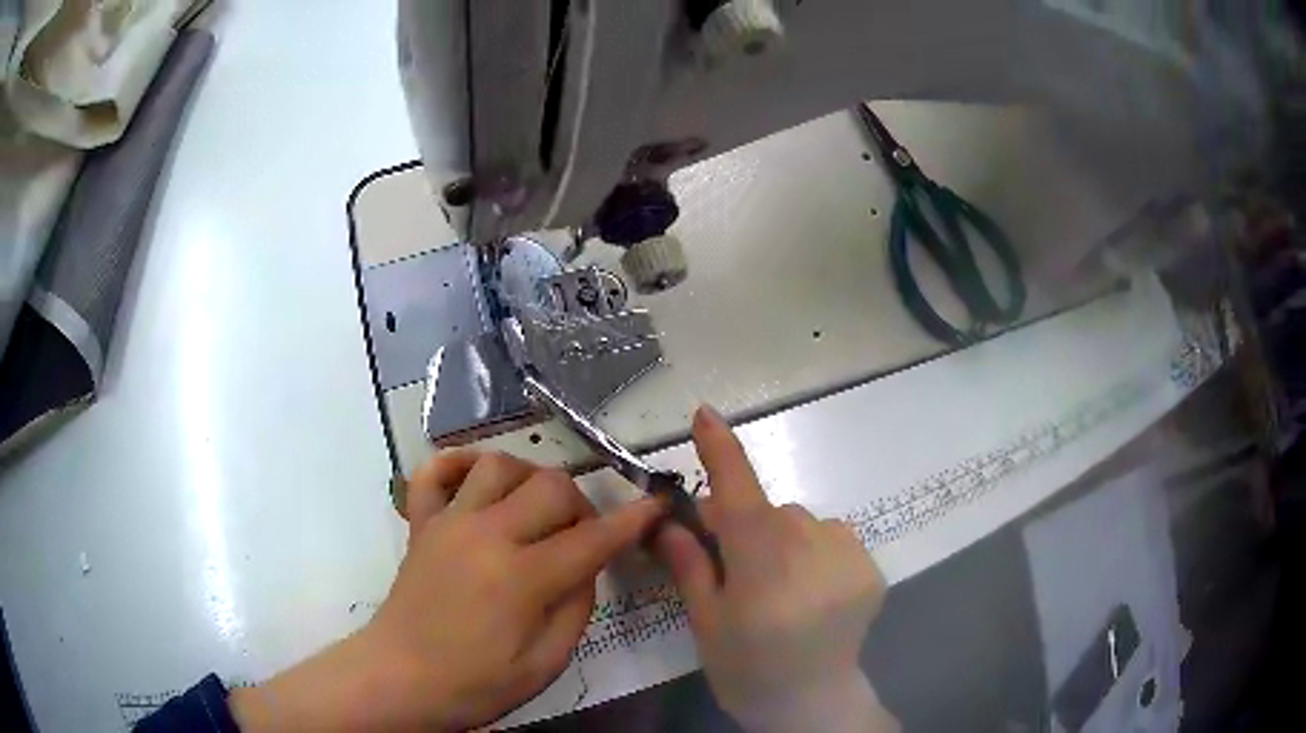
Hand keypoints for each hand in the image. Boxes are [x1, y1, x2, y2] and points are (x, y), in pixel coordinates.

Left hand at [231, 450, 665, 731]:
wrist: (398, 679)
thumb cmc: (475, 684)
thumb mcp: (544, 665)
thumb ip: (576, 609)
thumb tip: (587, 566)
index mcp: (521, 579)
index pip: (592, 538)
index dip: (633, 520)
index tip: (657, 504)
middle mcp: (486, 535)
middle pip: (551, 487)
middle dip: (581, 505)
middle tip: (581, 536)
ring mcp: (447, 522)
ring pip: (499, 464)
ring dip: (528, 478)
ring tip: (534, 509)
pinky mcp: (420, 523)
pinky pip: (434, 470)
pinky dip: (458, 461)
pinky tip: (476, 478)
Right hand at [655, 407, 897, 732]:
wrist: (814, 703)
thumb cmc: (748, 670)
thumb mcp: (707, 623)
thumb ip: (690, 565)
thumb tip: (667, 521)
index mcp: (762, 564)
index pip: (738, 493)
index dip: (721, 451)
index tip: (705, 414)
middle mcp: (811, 547)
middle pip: (768, 511)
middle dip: (743, 525)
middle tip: (732, 569)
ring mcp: (848, 554)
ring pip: (800, 523)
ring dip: (782, 540)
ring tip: (779, 589)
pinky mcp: (870, 565)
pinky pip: (831, 537)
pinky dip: (814, 552)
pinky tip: (811, 591)